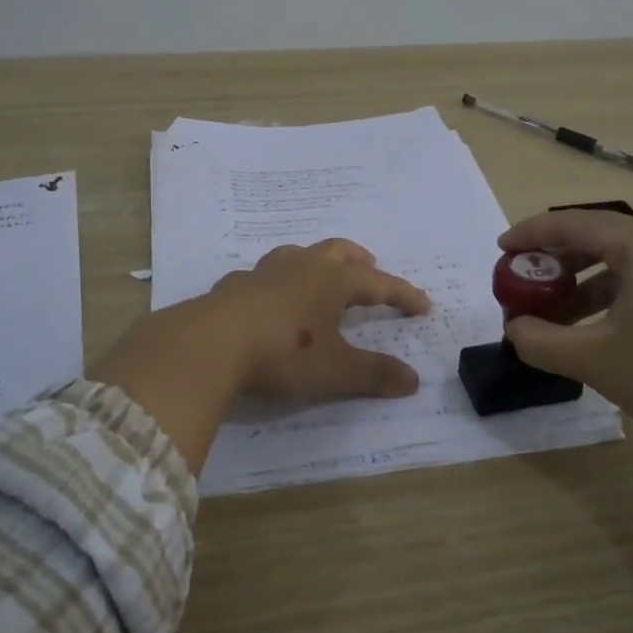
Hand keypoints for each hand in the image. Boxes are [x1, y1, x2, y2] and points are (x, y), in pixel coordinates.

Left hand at [210, 239, 430, 401]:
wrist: (210, 344)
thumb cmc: (283, 353)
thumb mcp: (335, 371)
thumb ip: (374, 374)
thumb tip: (414, 380)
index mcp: (332, 281)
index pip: (378, 283)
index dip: (402, 294)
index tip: (423, 305)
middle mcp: (301, 267)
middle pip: (338, 251)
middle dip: (359, 261)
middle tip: (371, 270)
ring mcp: (264, 272)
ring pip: (299, 254)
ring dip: (318, 262)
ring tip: (322, 276)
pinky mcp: (234, 286)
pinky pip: (264, 275)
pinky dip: (278, 282)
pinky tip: (270, 298)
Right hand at [498, 211, 632, 455]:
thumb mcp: (592, 359)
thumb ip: (538, 340)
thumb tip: (514, 328)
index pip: (572, 223)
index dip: (530, 235)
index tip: (500, 250)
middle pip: (597, 237)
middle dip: (555, 261)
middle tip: (523, 284)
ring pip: (621, 261)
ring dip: (582, 283)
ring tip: (555, 315)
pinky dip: (611, 295)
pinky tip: (595, 328)